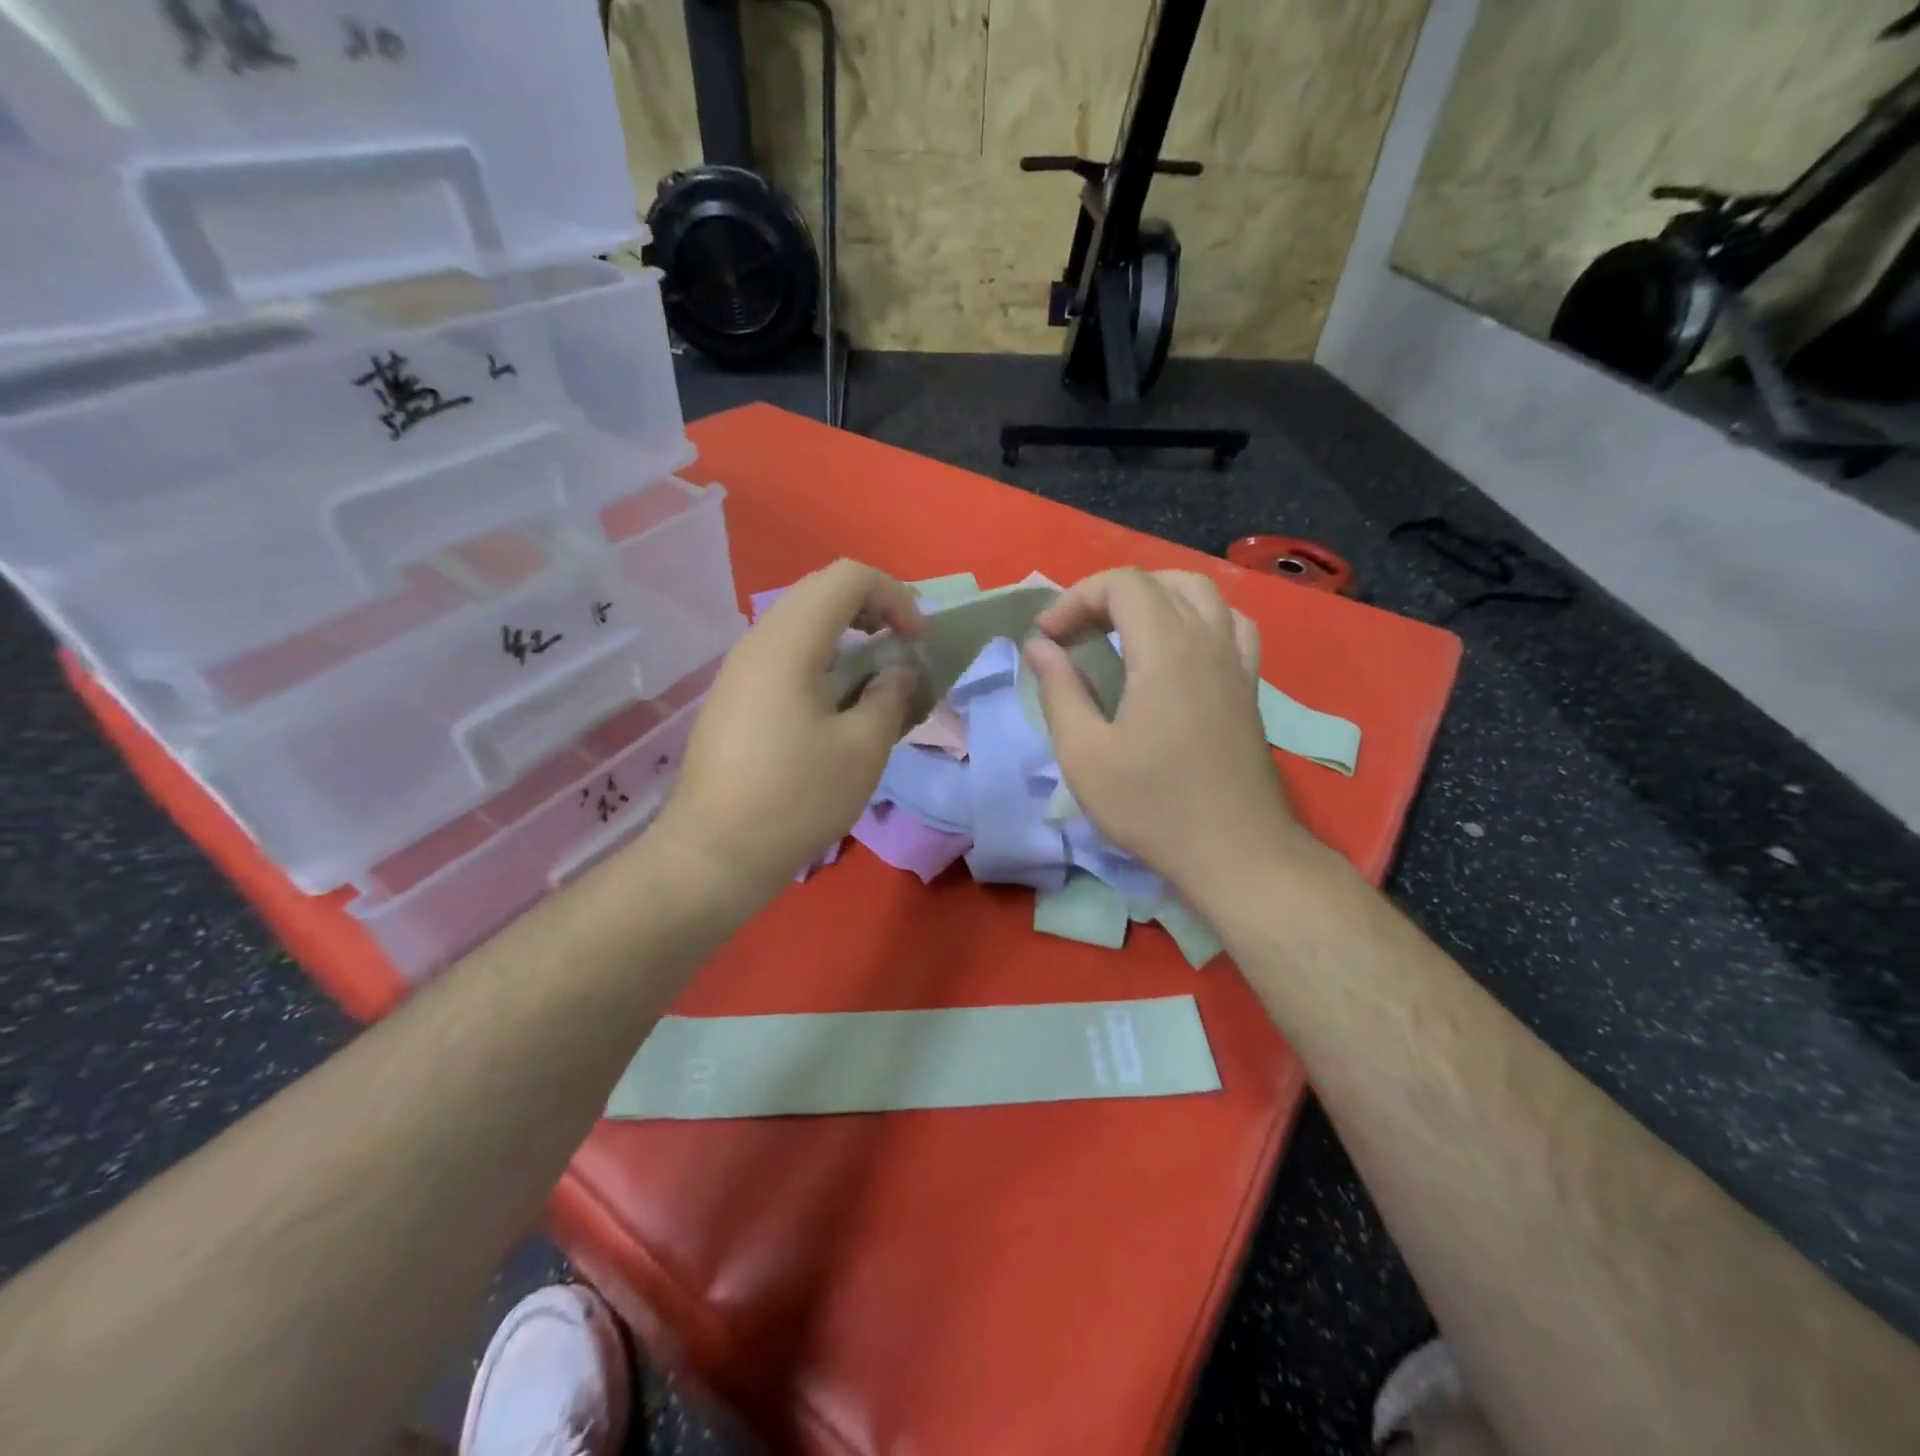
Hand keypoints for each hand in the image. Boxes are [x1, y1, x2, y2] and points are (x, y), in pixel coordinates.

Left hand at [653, 560, 926, 898]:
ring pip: (801, 622)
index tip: (920, 641)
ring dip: (848, 634)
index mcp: (789, 641)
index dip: (895, 596)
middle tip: (905, 647)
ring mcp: (740, 669)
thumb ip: (889, 696)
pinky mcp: (734, 697)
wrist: (713, 853)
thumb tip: (896, 672)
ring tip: (879, 674)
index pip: (848, 578)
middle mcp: (758, 640)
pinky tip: (840, 701)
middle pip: (822, 591)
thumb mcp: (862, 748)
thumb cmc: (796, 798)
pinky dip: (823, 658)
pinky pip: (785, 653)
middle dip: (874, 609)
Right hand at [1025, 569, 1309, 900]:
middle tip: (1078, 633)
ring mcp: (1237, 663)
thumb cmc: (1152, 806)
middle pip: (1161, 582)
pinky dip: (1197, 620)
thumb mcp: (1084, 754)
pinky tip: (1179, 652)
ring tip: (1124, 631)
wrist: (1236, 853)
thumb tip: (1040, 646)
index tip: (1048, 638)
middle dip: (1109, 595)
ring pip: (1202, 595)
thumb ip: (1059, 691)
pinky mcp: (1249, 688)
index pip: (1122, 584)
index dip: (1075, 598)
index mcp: (1166, 650)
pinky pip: (1230, 626)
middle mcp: (1208, 641)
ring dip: (1156, 598)